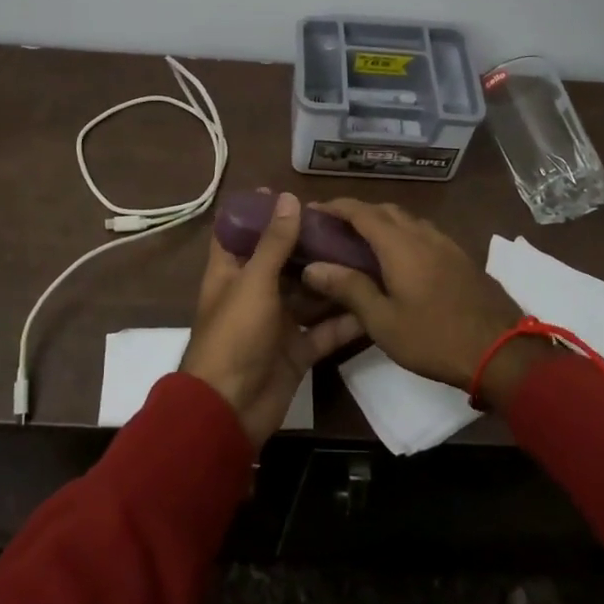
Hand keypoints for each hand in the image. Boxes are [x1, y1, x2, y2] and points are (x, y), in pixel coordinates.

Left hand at [181, 191, 362, 447]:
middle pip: (281, 261)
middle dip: (308, 244)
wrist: (230, 410)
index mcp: (231, 273)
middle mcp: (253, 293)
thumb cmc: (235, 336)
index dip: (258, 212)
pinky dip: (345, 320)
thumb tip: (289, 197)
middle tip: (343, 223)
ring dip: (331, 278)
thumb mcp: (254, 282)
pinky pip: (324, 331)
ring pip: (307, 294)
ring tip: (366, 254)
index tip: (289, 193)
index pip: (238, 233)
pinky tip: (373, 302)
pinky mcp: (296, 351)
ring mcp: (276, 324)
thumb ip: (274, 243)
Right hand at [300, 200, 553, 407]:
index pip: (361, 211)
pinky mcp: (462, 258)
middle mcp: (423, 234)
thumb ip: (349, 289)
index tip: (313, 211)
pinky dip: (403, 235)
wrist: (502, 352)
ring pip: (408, 220)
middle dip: (358, 212)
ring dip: (383, 222)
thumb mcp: (383, 321)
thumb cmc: (435, 338)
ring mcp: (447, 244)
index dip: (335, 207)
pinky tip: (399, 259)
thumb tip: (313, 266)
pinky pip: (425, 233)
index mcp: (400, 244)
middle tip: (335, 229)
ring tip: (363, 243)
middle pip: (386, 210)